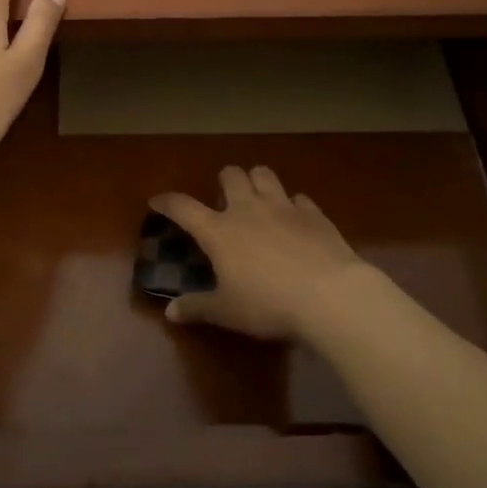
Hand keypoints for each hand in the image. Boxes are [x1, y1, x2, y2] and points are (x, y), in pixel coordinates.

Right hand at [150, 166, 380, 341]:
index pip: (183, 207)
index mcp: (219, 231)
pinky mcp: (314, 214)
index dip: (167, 201)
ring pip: (264, 175)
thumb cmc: (268, 304)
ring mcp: (283, 207)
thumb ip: (197, 307)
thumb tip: (170, 312)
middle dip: (224, 180)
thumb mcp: (227, 312)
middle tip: (224, 199)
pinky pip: (299, 197)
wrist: (329, 295)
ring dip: (257, 180)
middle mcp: (247, 209)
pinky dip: (292, 204)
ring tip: (257, 197)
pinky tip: (295, 218)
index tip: (157, 201)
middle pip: (231, 175)